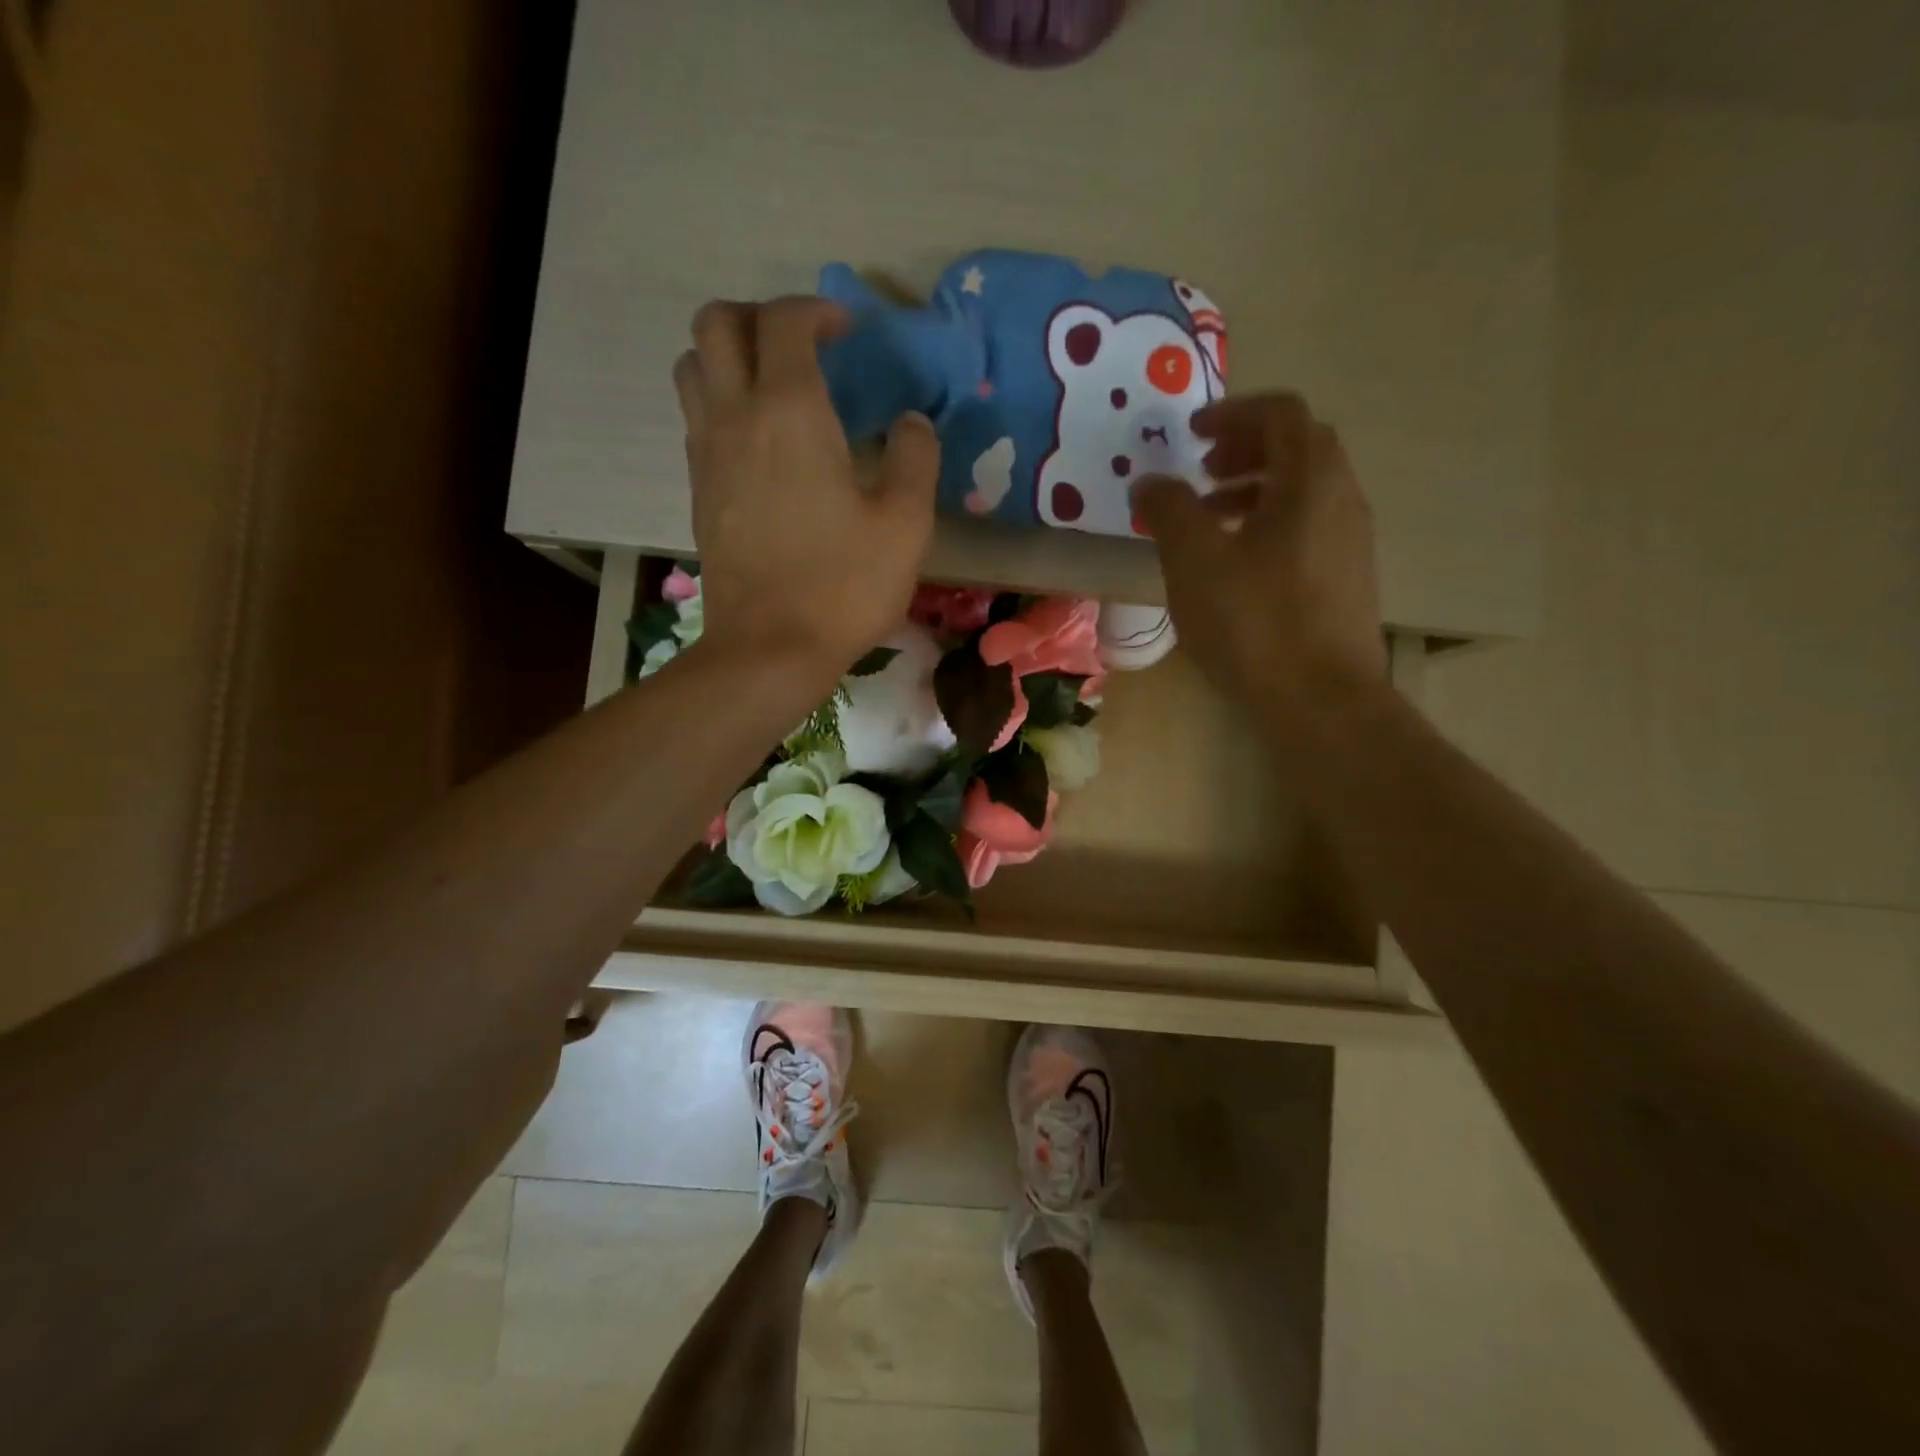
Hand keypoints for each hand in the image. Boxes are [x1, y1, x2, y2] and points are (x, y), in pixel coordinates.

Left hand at [673, 296, 938, 681]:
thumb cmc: (843, 586)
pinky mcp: (699, 490)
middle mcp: (736, 416)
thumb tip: (911, 423)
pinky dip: (722, 402)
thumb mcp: (905, 524)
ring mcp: (707, 453)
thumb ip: (915, 458)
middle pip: (718, 323)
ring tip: (775, 387)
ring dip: (730, 355)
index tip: (849, 332)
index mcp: (790, 412)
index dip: (818, 310)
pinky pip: (696, 416)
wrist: (769, 649)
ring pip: (695, 366)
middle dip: (760, 315)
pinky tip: (761, 442)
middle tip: (802, 346)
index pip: (786, 321)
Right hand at [1133, 393, 1386, 729]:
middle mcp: (1342, 498)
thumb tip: (1149, 482)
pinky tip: (1235, 565)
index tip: (1191, 435)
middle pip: (1297, 447)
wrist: (1321, 701)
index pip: (1280, 413)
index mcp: (1310, 480)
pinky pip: (1307, 527)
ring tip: (1208, 519)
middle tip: (1200, 473)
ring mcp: (1350, 541)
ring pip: (1303, 491)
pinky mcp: (1346, 580)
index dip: (1232, 412)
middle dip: (1244, 449)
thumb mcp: (1194, 561)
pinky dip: (1268, 524)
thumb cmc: (1254, 622)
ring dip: (1254, 489)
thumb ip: (1168, 510)